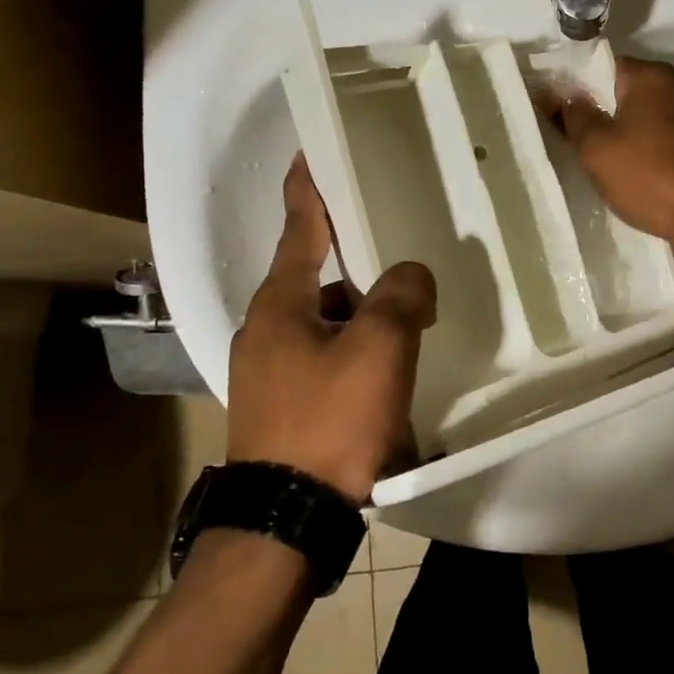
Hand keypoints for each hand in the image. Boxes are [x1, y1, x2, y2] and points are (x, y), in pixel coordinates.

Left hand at [223, 155, 436, 503]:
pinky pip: (323, 356)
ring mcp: (267, 370)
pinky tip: (385, 369)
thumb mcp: (379, 348)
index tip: (310, 152)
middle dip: (357, 264)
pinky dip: (353, 349)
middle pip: (317, 276)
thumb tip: (409, 276)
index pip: (299, 227)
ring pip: (323, 321)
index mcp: (280, 303)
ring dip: (360, 314)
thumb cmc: (330, 421)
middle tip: (399, 256)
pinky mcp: (280, 405)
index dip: (309, 188)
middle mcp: (265, 329)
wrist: (285, 521)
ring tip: (407, 322)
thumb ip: (400, 296)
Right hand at [543, 55, 673, 271]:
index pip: (600, 65)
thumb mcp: (597, 148)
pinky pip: (655, 133)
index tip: (552, 109)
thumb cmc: (648, 176)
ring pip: (638, 113)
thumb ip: (573, 116)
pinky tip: (622, 168)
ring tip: (590, 156)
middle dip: (593, 109)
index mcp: (651, 75)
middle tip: (566, 136)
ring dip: (615, 130)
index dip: (572, 85)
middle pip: (620, 89)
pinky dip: (637, 145)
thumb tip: (556, 94)